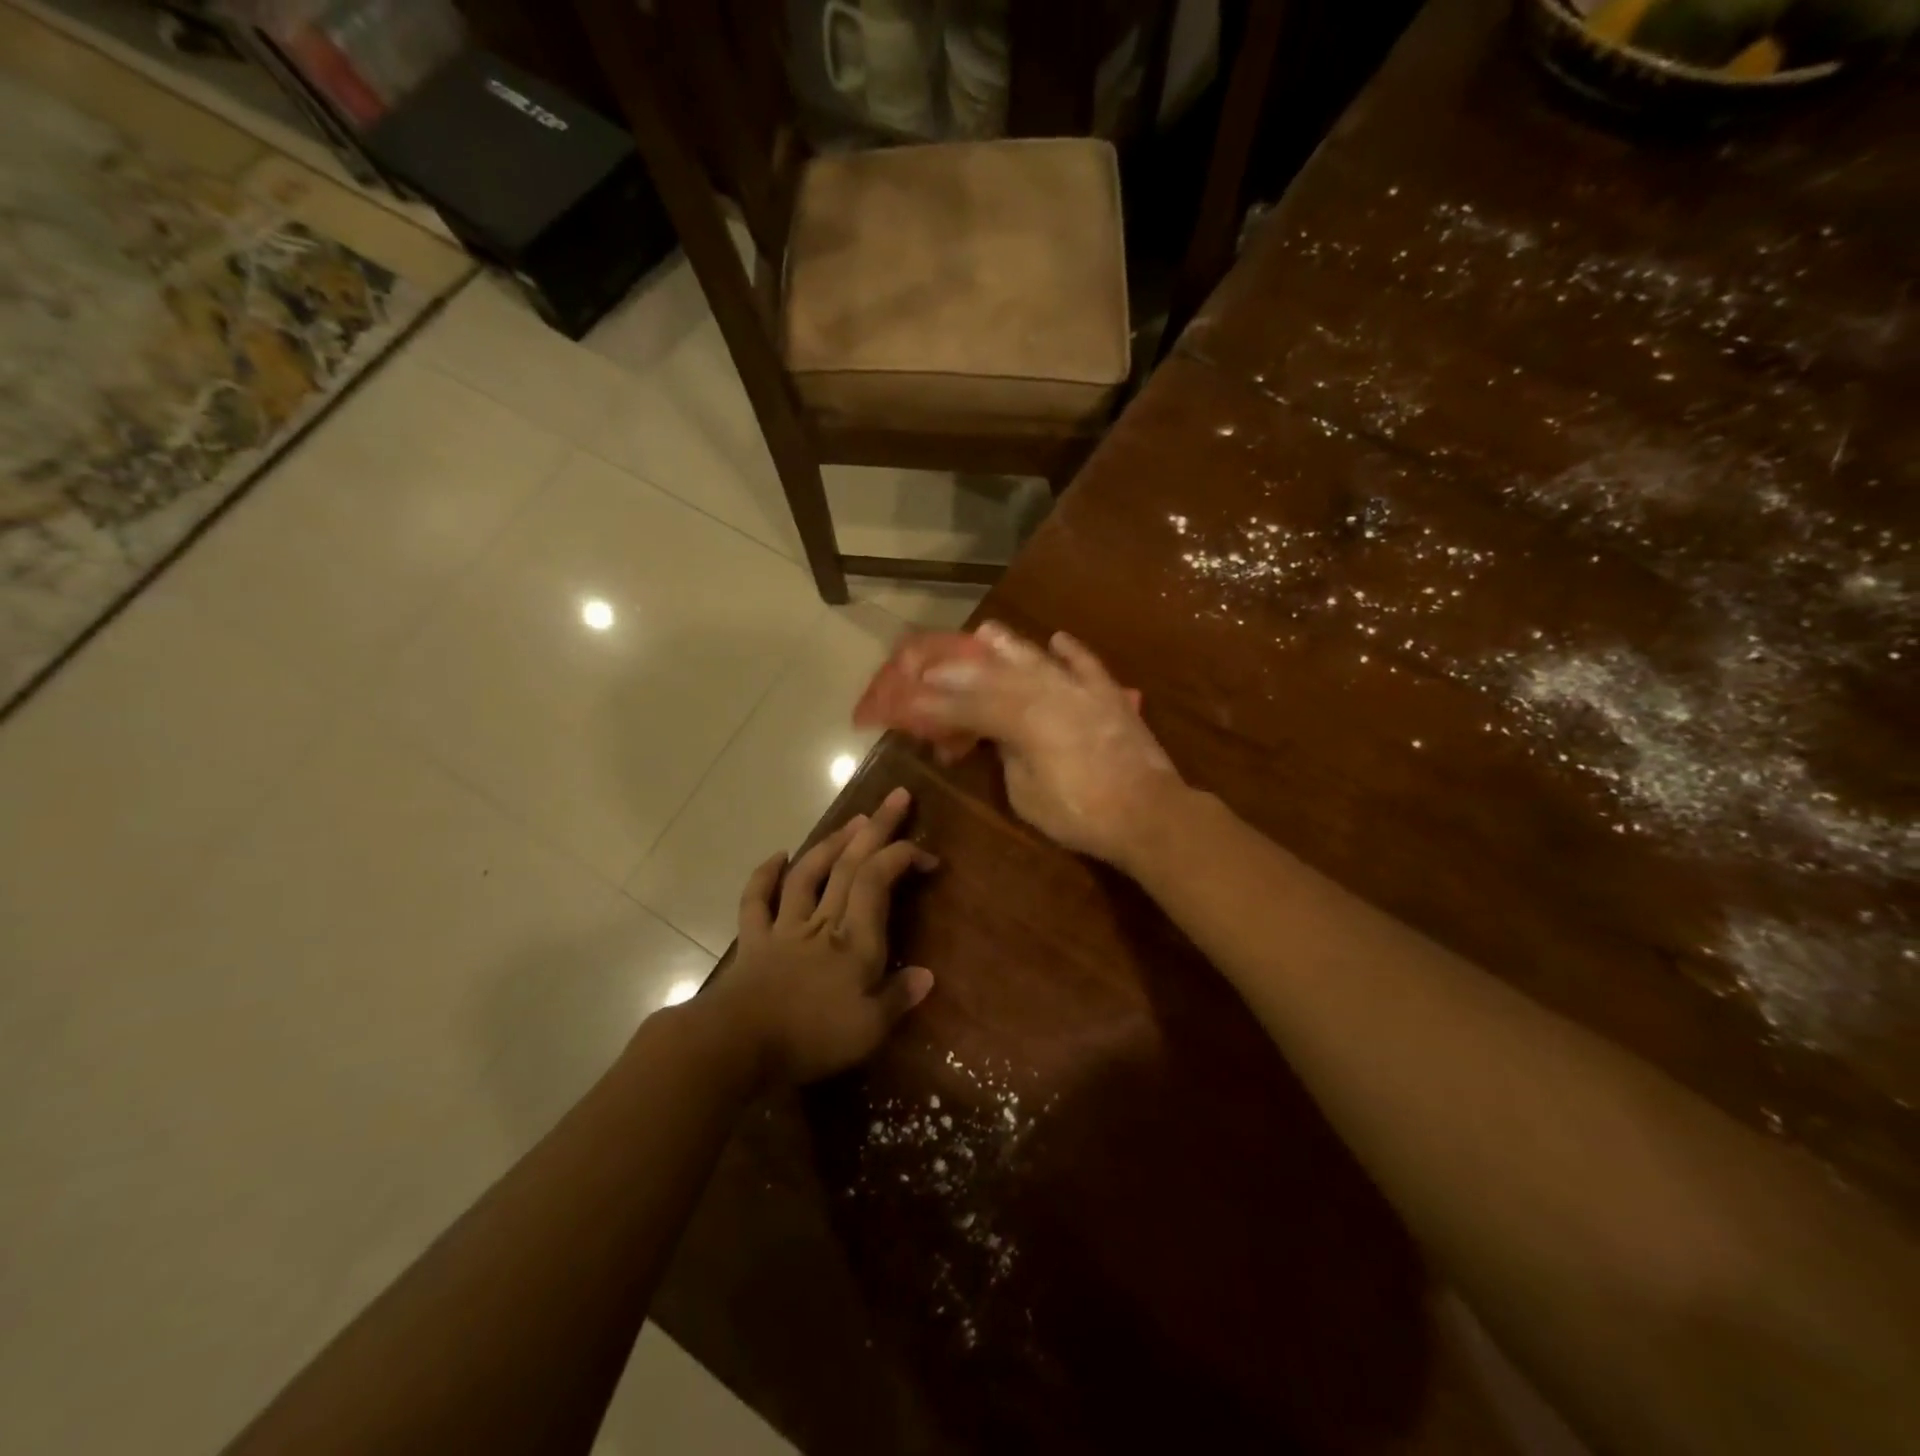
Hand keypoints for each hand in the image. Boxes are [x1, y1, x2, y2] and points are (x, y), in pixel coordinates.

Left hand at [708, 787, 936, 1088]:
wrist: (737, 1044)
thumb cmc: (811, 1037)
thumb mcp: (869, 1029)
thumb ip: (898, 998)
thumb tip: (927, 975)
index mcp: (854, 940)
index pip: (878, 881)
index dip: (902, 857)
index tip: (927, 855)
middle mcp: (822, 922)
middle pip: (849, 865)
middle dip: (876, 828)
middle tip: (896, 797)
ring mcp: (784, 927)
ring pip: (809, 873)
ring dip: (831, 843)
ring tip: (852, 820)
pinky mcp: (753, 940)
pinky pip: (757, 900)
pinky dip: (765, 875)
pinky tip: (778, 855)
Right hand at [906, 622, 1185, 868]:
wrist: (1149, 813)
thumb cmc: (1080, 814)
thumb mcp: (1027, 795)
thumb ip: (1008, 757)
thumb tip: (1000, 737)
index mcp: (1023, 721)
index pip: (971, 707)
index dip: (938, 705)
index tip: (911, 699)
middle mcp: (1049, 695)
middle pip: (998, 677)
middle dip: (962, 670)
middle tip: (934, 663)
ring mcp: (1082, 691)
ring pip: (1039, 662)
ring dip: (1010, 646)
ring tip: (987, 631)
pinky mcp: (1110, 697)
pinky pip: (1087, 666)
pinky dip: (1072, 651)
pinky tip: (1057, 638)